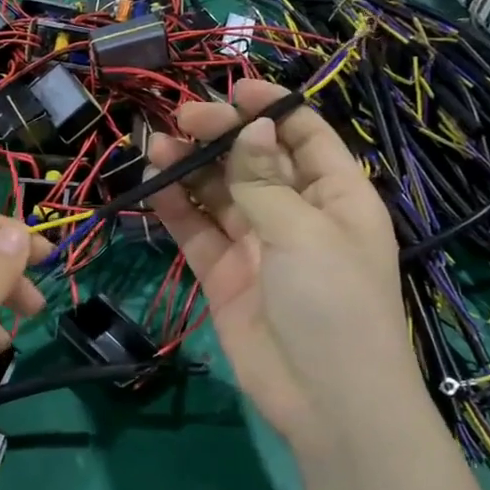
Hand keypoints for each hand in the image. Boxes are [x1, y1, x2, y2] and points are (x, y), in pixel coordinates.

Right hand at [145, 79, 420, 458]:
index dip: (272, 110)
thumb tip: (252, 128)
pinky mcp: (225, 276)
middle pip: (254, 161)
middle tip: (182, 119)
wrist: (326, 401)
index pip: (305, 138)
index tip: (233, 89)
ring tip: (157, 147)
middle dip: (221, 136)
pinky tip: (153, 186)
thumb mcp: (305, 232)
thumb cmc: (334, 303)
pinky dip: (176, 210)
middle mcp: (296, 214)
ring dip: (191, 169)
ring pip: (219, 195)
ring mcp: (258, 246)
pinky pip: (198, 233)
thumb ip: (266, 181)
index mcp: (337, 196)